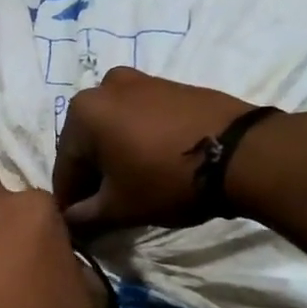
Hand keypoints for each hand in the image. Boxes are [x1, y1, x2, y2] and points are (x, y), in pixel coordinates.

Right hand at [53, 67, 254, 227]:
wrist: (241, 152)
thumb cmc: (166, 179)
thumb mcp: (120, 207)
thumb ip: (85, 216)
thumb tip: (69, 221)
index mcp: (82, 112)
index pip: (65, 167)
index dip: (69, 202)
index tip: (76, 226)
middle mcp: (104, 87)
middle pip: (88, 144)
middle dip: (93, 177)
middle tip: (104, 209)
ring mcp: (141, 81)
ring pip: (114, 129)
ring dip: (115, 158)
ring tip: (131, 189)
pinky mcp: (171, 86)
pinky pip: (140, 119)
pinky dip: (137, 142)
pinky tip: (152, 166)